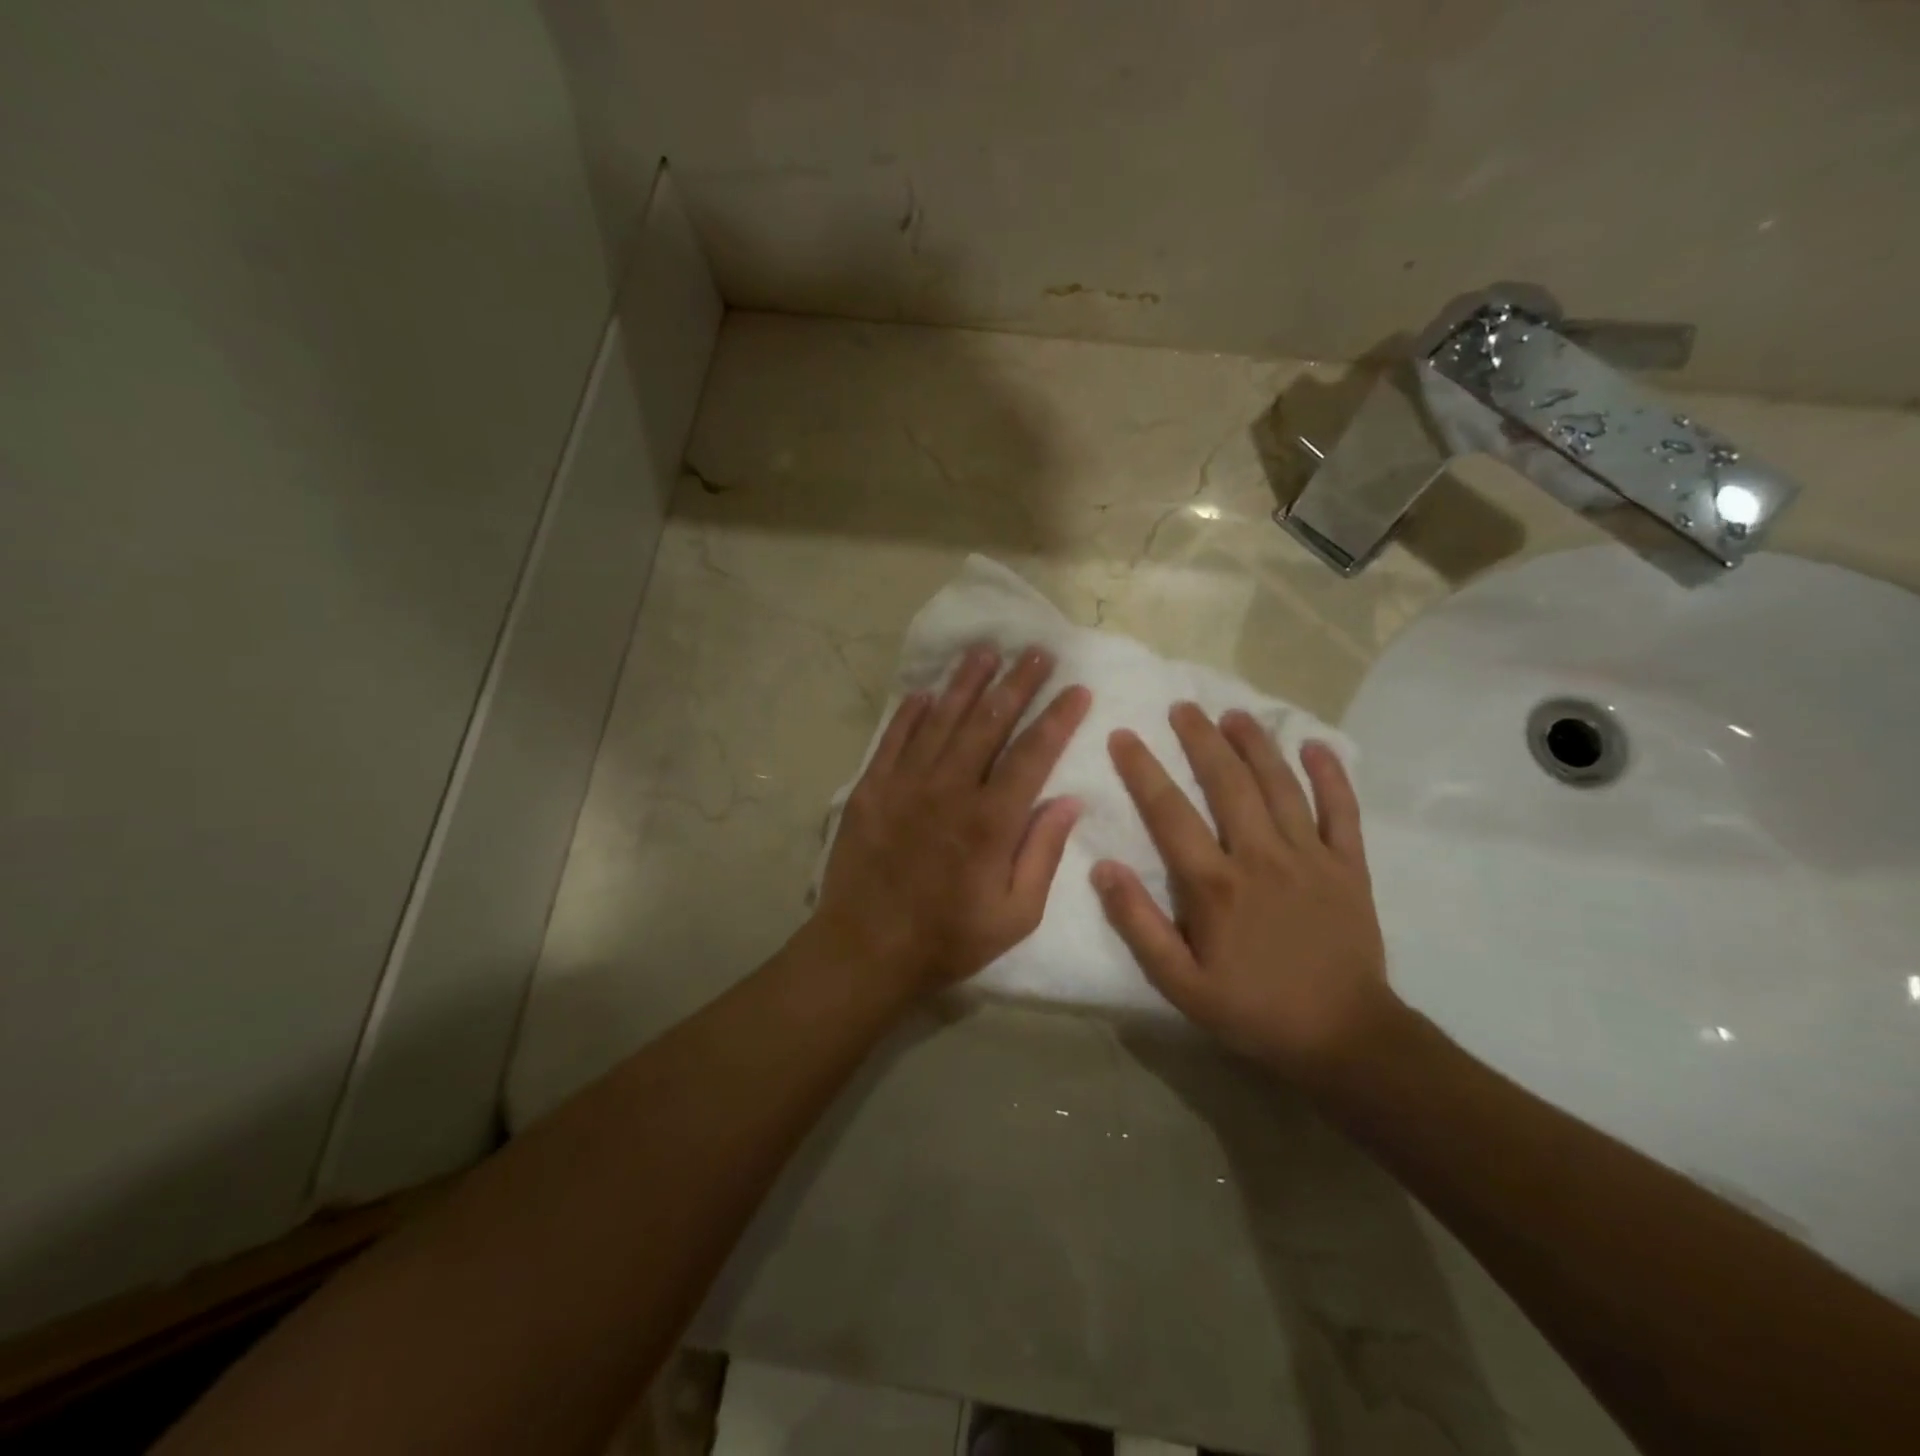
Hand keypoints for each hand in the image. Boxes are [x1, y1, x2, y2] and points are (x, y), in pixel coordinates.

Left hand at [816, 645, 1091, 991]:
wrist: (865, 949)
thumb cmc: (948, 938)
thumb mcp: (1015, 915)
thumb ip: (1043, 853)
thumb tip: (1069, 801)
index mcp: (990, 821)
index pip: (1032, 754)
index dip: (1058, 718)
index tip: (1077, 688)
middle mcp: (949, 789)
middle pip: (988, 722)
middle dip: (1017, 683)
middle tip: (1037, 651)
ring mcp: (905, 784)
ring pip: (942, 720)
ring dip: (966, 683)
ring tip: (986, 651)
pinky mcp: (871, 788)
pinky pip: (894, 739)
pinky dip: (911, 713)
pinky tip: (927, 692)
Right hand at [1092, 703, 1398, 1081]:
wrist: (1343, 1038)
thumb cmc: (1252, 1010)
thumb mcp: (1179, 983)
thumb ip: (1138, 924)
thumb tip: (1102, 868)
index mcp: (1216, 885)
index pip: (1170, 813)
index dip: (1143, 770)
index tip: (1123, 736)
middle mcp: (1262, 857)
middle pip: (1228, 783)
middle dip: (1201, 740)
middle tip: (1181, 707)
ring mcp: (1311, 858)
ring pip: (1281, 786)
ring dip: (1256, 745)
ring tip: (1233, 714)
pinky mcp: (1349, 867)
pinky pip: (1342, 812)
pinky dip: (1331, 776)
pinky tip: (1316, 746)